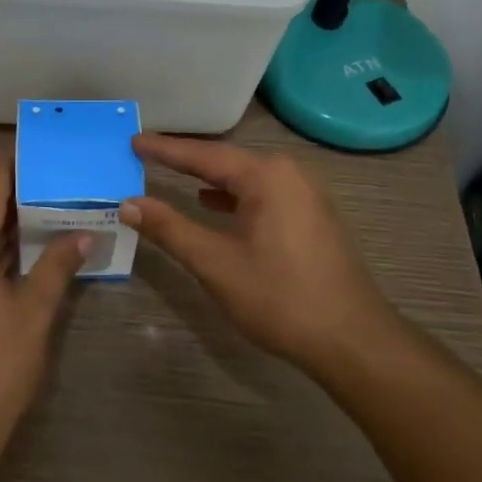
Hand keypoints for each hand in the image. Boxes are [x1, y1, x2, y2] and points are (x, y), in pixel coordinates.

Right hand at [121, 134, 395, 378]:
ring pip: (245, 177)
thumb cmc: (280, 298)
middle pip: (225, 160)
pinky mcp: (312, 215)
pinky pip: (263, 192)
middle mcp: (289, 173)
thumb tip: (129, 204)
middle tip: (146, 153)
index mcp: (266, 176)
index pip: (203, 155)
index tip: (132, 141)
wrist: (353, 341)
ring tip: (172, 174)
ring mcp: (306, 194)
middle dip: (185, 159)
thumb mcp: (215, 264)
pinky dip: (233, 195)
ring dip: (208, 178)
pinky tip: (214, 205)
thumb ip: (169, 229)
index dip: (164, 149)